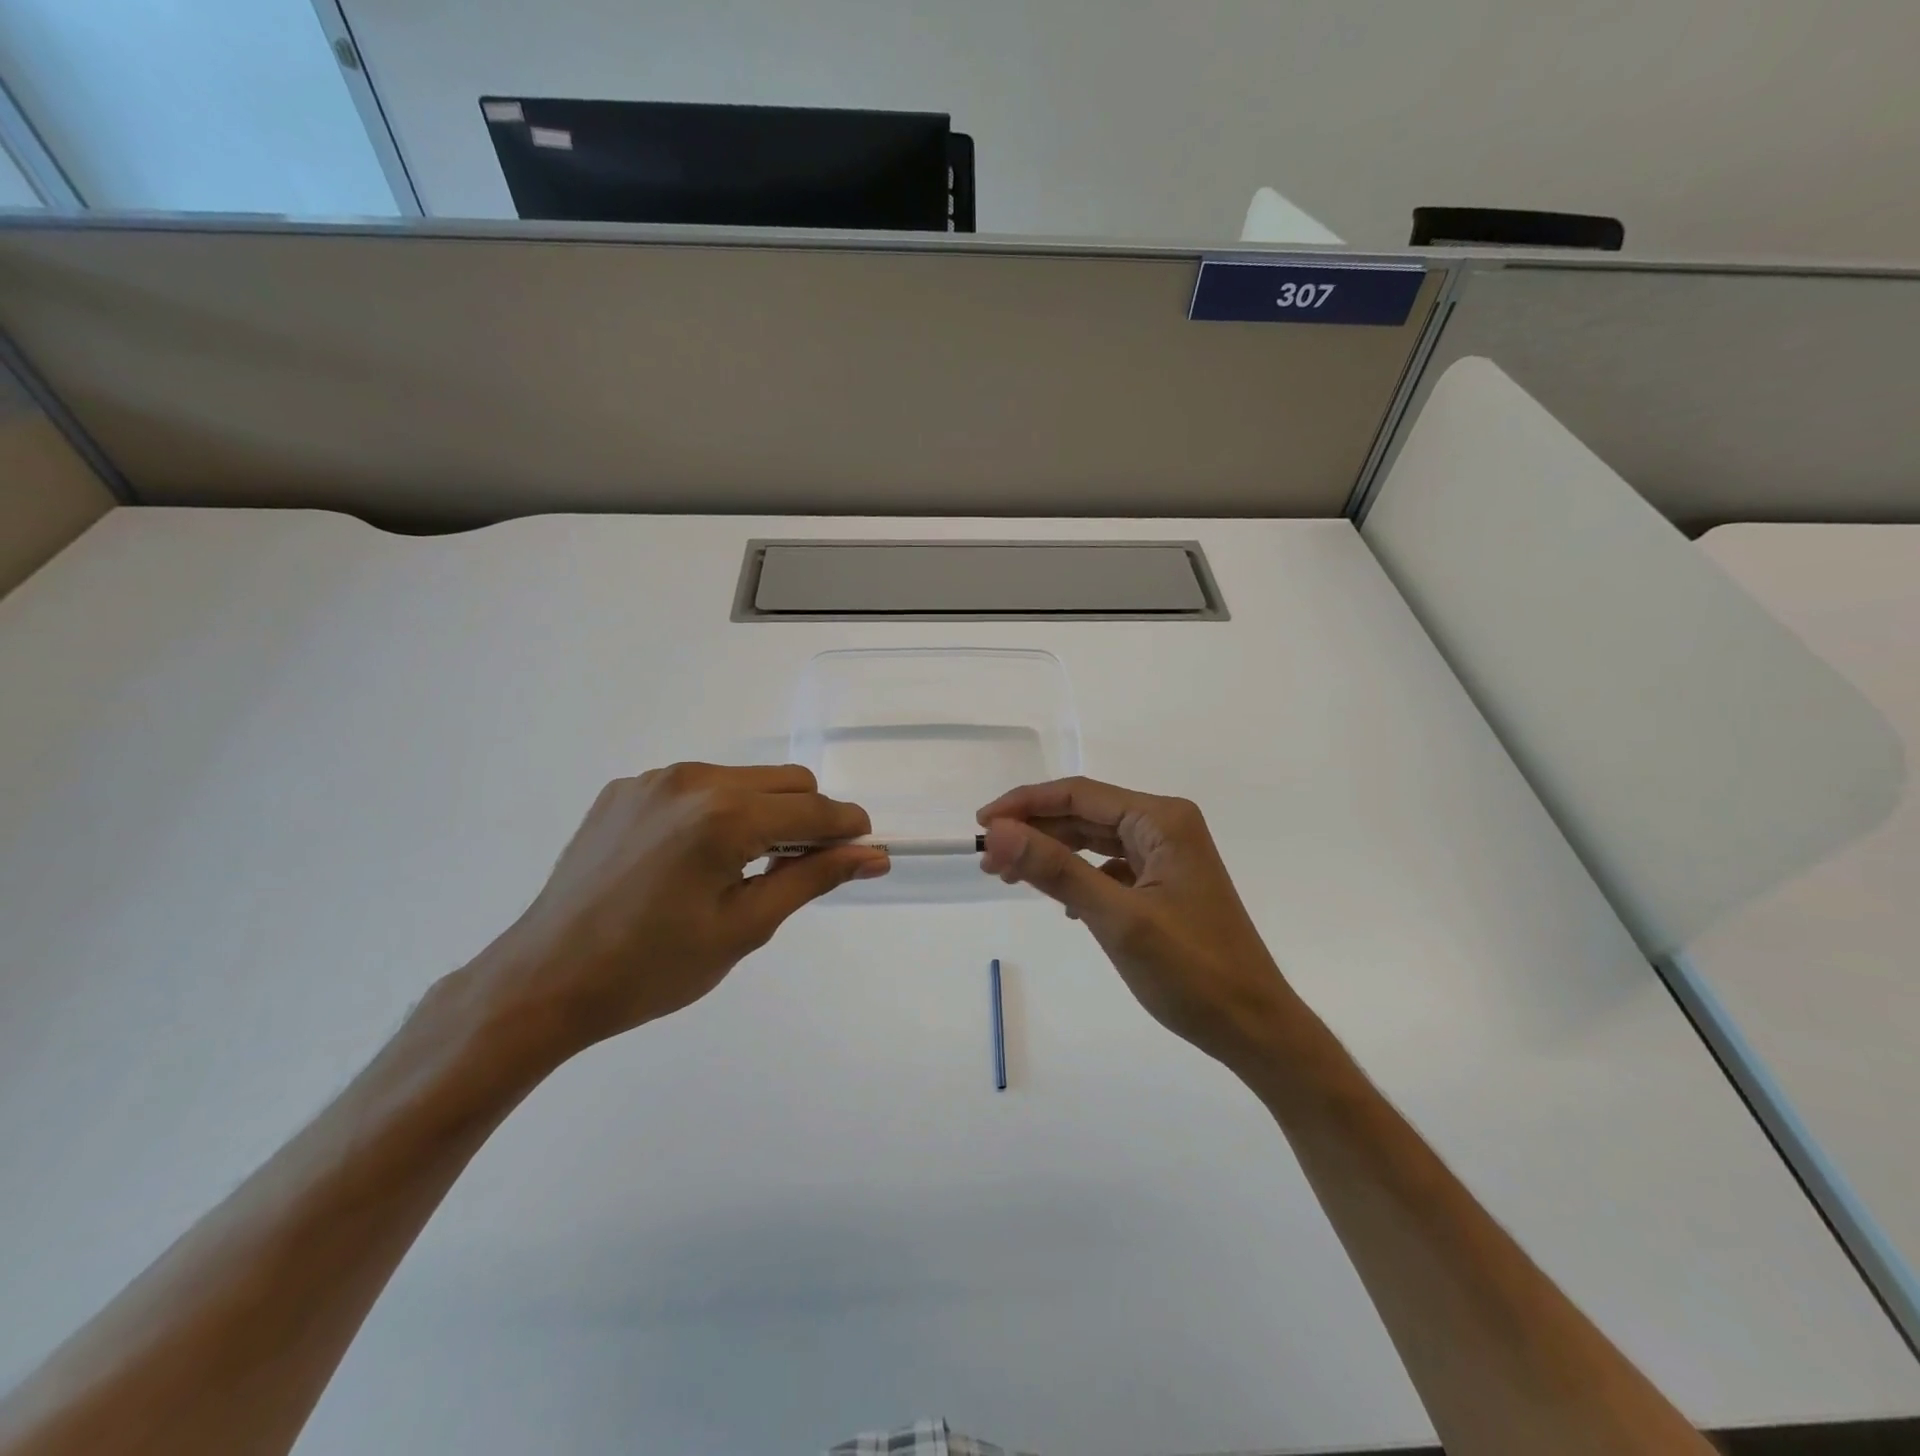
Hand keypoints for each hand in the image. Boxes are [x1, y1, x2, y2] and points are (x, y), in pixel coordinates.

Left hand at [475, 764, 887, 1062]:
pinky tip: (690, 859)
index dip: (848, 830)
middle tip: (796, 871)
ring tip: (739, 868)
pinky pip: (697, 786)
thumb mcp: (744, 928)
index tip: (864, 852)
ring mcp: (654, 780)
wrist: (543, 981)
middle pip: (787, 781)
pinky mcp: (625, 789)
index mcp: (725, 816)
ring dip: (763, 812)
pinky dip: (716, 811)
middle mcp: (693, 780)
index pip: (814, 810)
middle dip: (808, 819)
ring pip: (743, 779)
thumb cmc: (652, 968)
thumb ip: (813, 878)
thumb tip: (872, 855)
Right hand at [977, 776, 1292, 1066]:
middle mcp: (1166, 827)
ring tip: (1009, 875)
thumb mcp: (1117, 919)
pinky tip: (1062, 903)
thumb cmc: (1192, 972)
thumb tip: (998, 831)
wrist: (1255, 1029)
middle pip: (1085, 814)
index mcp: (1162, 820)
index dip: (1025, 804)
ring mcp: (1168, 857)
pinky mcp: (1166, 886)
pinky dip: (1079, 877)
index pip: (1079, 795)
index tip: (982, 824)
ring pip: (1094, 841)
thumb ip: (1056, 870)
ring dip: (1052, 854)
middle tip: (988, 858)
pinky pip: (1109, 867)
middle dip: (1035, 831)